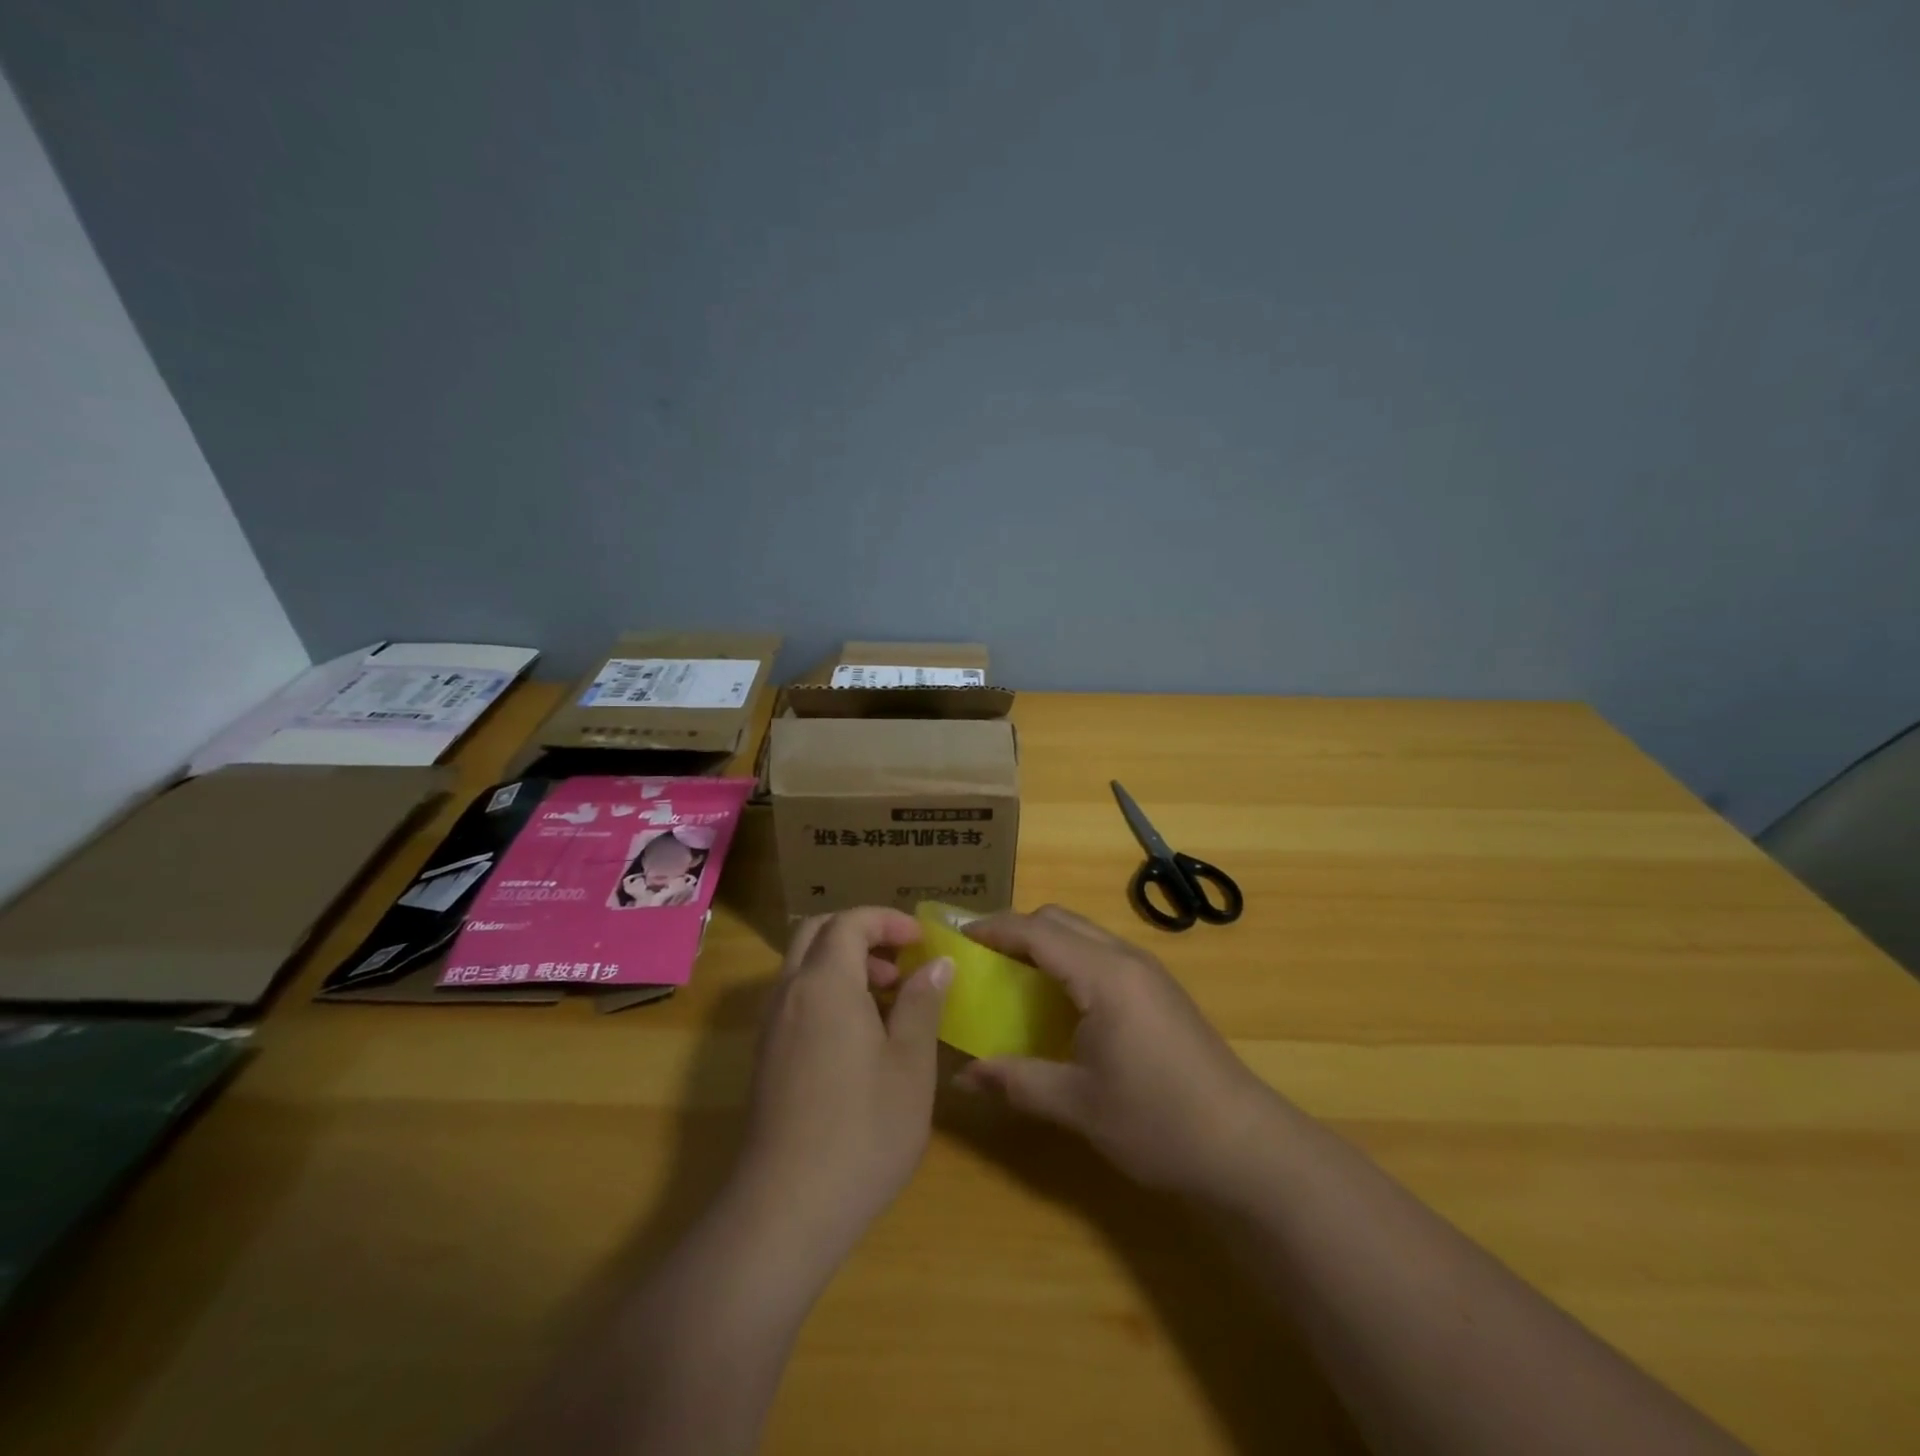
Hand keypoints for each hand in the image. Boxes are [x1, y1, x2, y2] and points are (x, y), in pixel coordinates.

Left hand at [733, 907, 953, 1261]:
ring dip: (842, 963)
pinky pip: (794, 997)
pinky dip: (826, 991)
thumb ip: (922, 1004)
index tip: (921, 940)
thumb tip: (937, 963)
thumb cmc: (862, 1131)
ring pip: (802, 966)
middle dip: (861, 934)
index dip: (887, 920)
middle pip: (817, 932)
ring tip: (886, 999)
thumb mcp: (910, 1065)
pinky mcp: (765, 1057)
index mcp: (825, 983)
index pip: (850, 922)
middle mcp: (789, 992)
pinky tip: (857, 1036)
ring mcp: (771, 1026)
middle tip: (900, 962)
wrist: (785, 1210)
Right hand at [955, 905, 1274, 1196]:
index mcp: (1103, 974)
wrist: (1245, 1147)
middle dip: (1015, 930)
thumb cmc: (1157, 1121)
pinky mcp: (1159, 991)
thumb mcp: (1077, 1104)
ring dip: (1044, 943)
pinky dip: (1068, 961)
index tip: (955, 938)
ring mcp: (1147, 972)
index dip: (992, 928)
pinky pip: (1101, 954)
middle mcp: (1125, 958)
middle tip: (979, 959)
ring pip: (1083, 935)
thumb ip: (1015, 1081)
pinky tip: (1056, 1002)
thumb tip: (961, 1076)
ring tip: (1009, 976)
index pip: (1036, 930)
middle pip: (1059, 920)